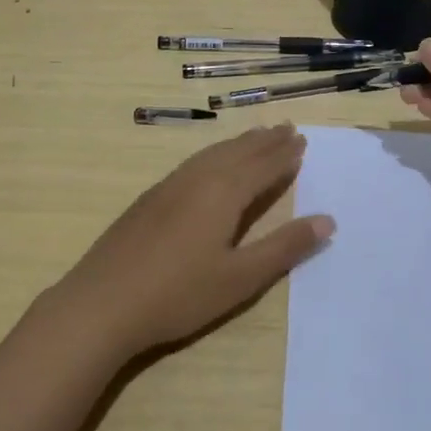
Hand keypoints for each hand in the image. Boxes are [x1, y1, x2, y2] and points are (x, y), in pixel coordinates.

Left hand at [51, 124, 334, 360]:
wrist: (103, 302)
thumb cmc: (179, 294)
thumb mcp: (240, 277)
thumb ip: (284, 247)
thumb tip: (327, 220)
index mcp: (223, 192)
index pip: (262, 166)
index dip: (284, 155)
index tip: (302, 140)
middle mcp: (198, 178)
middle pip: (238, 152)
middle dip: (264, 141)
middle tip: (286, 127)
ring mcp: (169, 185)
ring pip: (212, 154)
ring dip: (238, 143)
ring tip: (256, 136)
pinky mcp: (150, 198)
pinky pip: (193, 162)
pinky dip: (214, 154)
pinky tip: (210, 163)